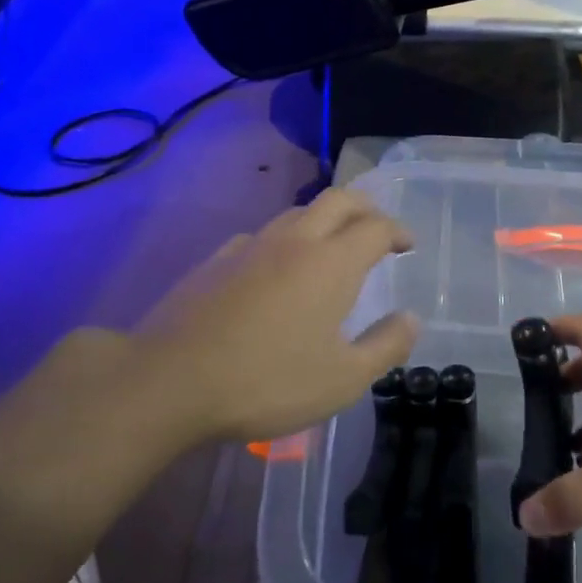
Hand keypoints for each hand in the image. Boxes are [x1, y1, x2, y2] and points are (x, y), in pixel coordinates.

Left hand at [130, 190, 418, 443]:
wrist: (170, 381)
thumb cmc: (267, 382)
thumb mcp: (343, 380)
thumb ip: (385, 346)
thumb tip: (411, 319)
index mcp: (332, 263)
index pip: (376, 227)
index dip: (398, 231)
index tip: (408, 245)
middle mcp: (295, 241)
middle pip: (338, 200)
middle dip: (366, 207)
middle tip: (378, 229)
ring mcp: (251, 246)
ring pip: (297, 212)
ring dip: (324, 219)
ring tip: (331, 246)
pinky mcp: (216, 260)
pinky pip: (261, 235)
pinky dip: (284, 240)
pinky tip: (275, 268)